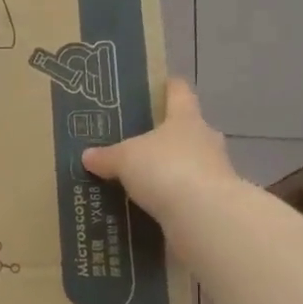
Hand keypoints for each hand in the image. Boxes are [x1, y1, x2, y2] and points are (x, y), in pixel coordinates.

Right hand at [82, 79, 236, 228]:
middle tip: (135, 144)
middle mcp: (205, 139)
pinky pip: (187, 195)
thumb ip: (106, 157)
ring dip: (169, 171)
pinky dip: (172, 199)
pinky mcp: (213, 203)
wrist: (204, 216)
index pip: (179, 92)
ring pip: (188, 164)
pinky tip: (150, 208)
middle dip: (163, 136)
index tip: (152, 88)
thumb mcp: (125, 159)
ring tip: (139, 181)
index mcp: (186, 118)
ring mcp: (214, 172)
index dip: (166, 87)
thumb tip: (88, 155)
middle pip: (185, 130)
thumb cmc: (166, 169)